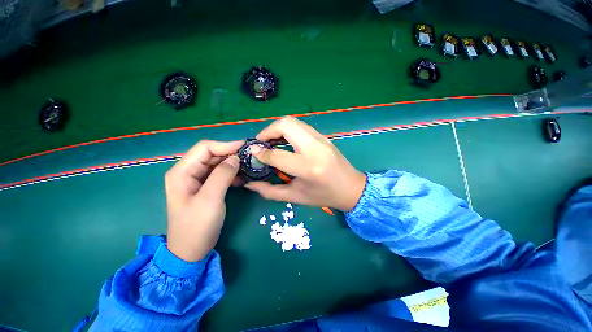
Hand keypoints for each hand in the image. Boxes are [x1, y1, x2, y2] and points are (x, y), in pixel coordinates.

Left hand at [165, 140, 242, 261]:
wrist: (191, 251)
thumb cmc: (197, 226)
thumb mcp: (210, 199)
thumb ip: (222, 175)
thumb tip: (236, 158)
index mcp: (182, 172)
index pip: (205, 148)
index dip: (226, 145)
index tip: (245, 148)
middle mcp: (188, 172)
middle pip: (211, 155)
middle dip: (231, 154)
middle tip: (251, 157)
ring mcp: (197, 180)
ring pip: (217, 164)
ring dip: (233, 164)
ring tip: (249, 166)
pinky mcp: (205, 187)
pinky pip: (220, 174)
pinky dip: (232, 174)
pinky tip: (243, 178)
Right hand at [245, 117, 365, 210]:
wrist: (352, 188)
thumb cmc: (324, 196)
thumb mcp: (296, 197)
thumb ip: (270, 191)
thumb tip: (249, 184)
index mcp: (308, 168)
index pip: (277, 154)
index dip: (261, 152)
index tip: (252, 152)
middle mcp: (315, 149)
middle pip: (286, 125)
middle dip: (268, 131)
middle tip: (261, 143)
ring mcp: (321, 139)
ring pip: (293, 121)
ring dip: (278, 128)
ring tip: (271, 141)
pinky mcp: (323, 137)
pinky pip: (301, 126)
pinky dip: (288, 129)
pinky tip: (284, 141)